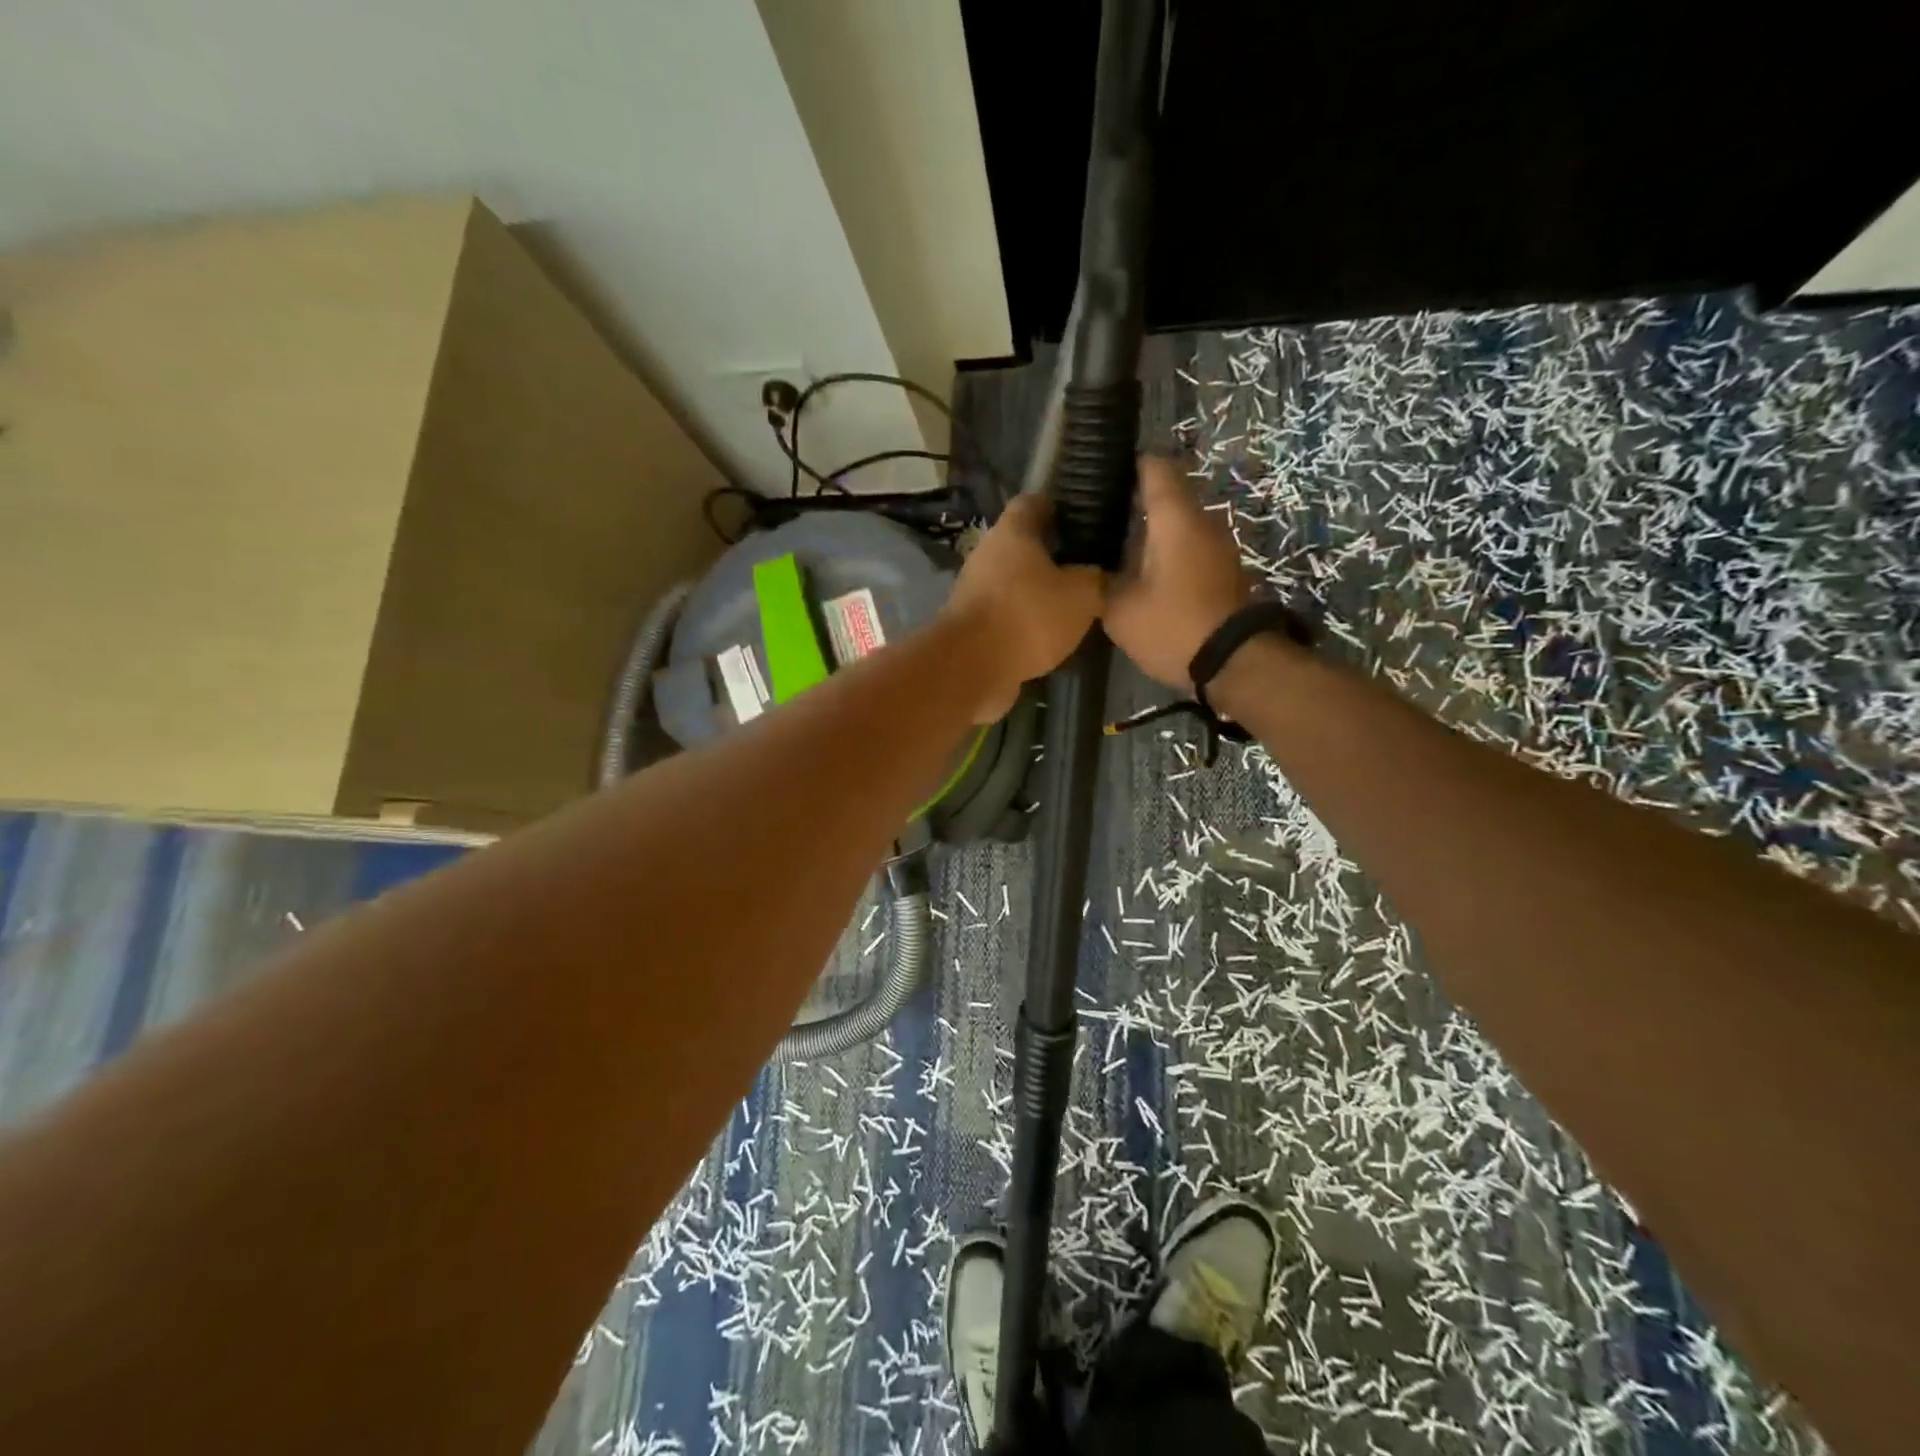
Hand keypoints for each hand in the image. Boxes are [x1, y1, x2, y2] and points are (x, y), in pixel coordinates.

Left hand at [944, 494, 1103, 721]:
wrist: (971, 667)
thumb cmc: (1028, 616)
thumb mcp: (1081, 596)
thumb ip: (1095, 579)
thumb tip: (1099, 575)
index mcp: (1012, 531)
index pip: (1034, 502)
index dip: (1059, 507)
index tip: (1084, 519)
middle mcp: (987, 553)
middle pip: (1023, 544)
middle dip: (1052, 554)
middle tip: (1086, 566)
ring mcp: (974, 590)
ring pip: (1013, 581)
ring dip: (1037, 591)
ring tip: (1071, 604)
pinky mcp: (971, 623)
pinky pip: (1004, 612)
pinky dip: (1023, 619)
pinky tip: (1047, 634)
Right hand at [1104, 457, 1253, 689]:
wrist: (1233, 663)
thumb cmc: (1173, 627)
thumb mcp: (1120, 610)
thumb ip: (1100, 580)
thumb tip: (1092, 567)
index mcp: (1175, 520)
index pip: (1155, 469)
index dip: (1129, 463)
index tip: (1102, 470)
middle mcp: (1202, 522)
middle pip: (1168, 495)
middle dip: (1134, 500)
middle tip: (1097, 514)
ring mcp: (1218, 546)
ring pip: (1179, 523)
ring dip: (1151, 529)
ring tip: (1114, 543)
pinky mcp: (1223, 571)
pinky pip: (1189, 546)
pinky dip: (1166, 550)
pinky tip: (1141, 570)